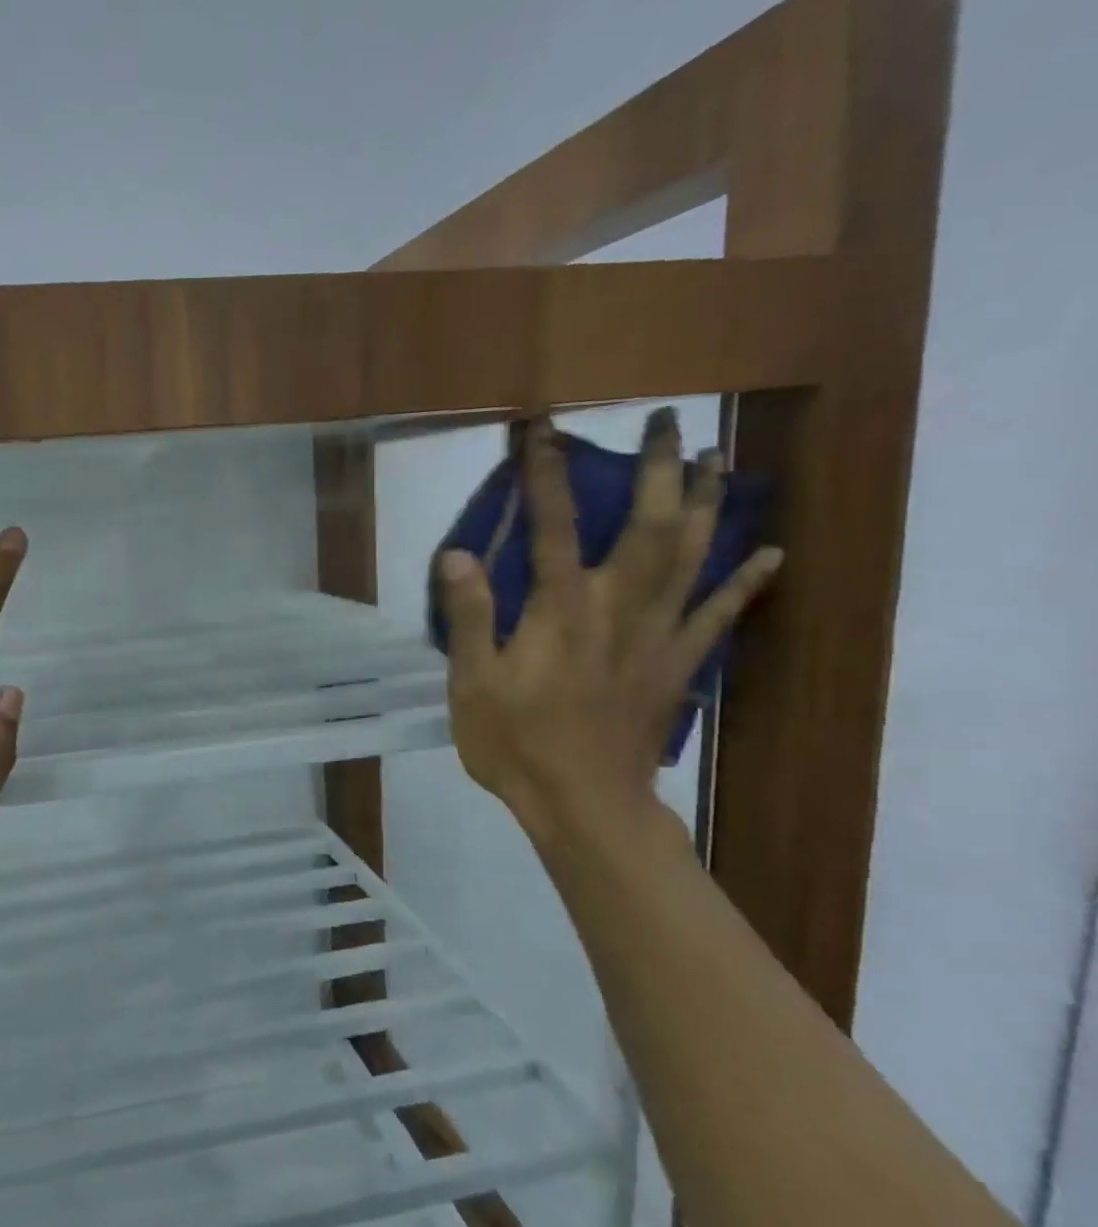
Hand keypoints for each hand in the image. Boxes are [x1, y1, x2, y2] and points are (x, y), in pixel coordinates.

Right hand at [436, 409, 780, 837]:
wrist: (584, 804)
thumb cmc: (515, 743)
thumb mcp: (472, 683)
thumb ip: (470, 616)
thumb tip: (459, 553)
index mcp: (561, 611)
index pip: (553, 527)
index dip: (547, 475)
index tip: (543, 430)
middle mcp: (618, 609)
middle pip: (648, 526)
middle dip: (656, 469)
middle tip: (666, 422)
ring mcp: (657, 636)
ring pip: (691, 557)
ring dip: (706, 504)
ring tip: (715, 460)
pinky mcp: (677, 666)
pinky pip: (718, 616)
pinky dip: (744, 582)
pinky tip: (768, 553)